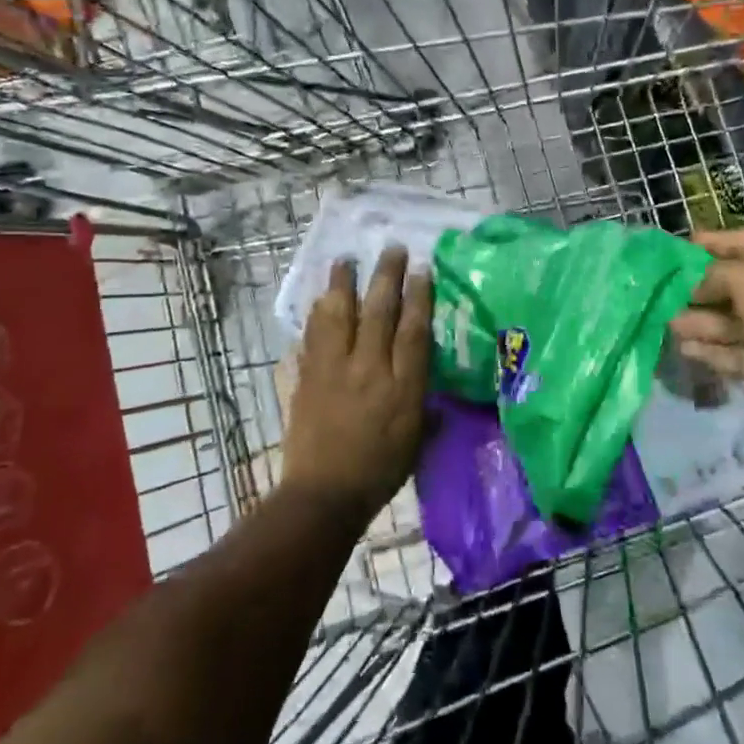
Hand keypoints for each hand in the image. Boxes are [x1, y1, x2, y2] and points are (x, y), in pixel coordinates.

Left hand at [283, 246, 432, 523]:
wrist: (324, 494)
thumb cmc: (379, 472)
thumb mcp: (416, 442)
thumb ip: (426, 410)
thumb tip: (436, 395)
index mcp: (401, 387)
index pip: (412, 330)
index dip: (419, 296)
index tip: (422, 268)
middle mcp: (368, 369)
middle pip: (378, 311)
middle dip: (387, 275)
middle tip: (392, 248)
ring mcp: (333, 370)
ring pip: (339, 314)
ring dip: (343, 283)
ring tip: (346, 259)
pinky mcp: (307, 376)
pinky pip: (313, 334)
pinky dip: (318, 312)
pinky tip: (321, 298)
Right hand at [670, 228, 743, 420]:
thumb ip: (711, 276)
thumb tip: (689, 288)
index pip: (737, 242)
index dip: (704, 245)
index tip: (669, 253)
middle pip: (730, 284)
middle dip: (695, 290)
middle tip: (658, 294)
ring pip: (731, 322)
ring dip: (700, 323)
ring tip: (664, 323)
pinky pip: (738, 353)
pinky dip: (713, 352)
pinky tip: (685, 349)